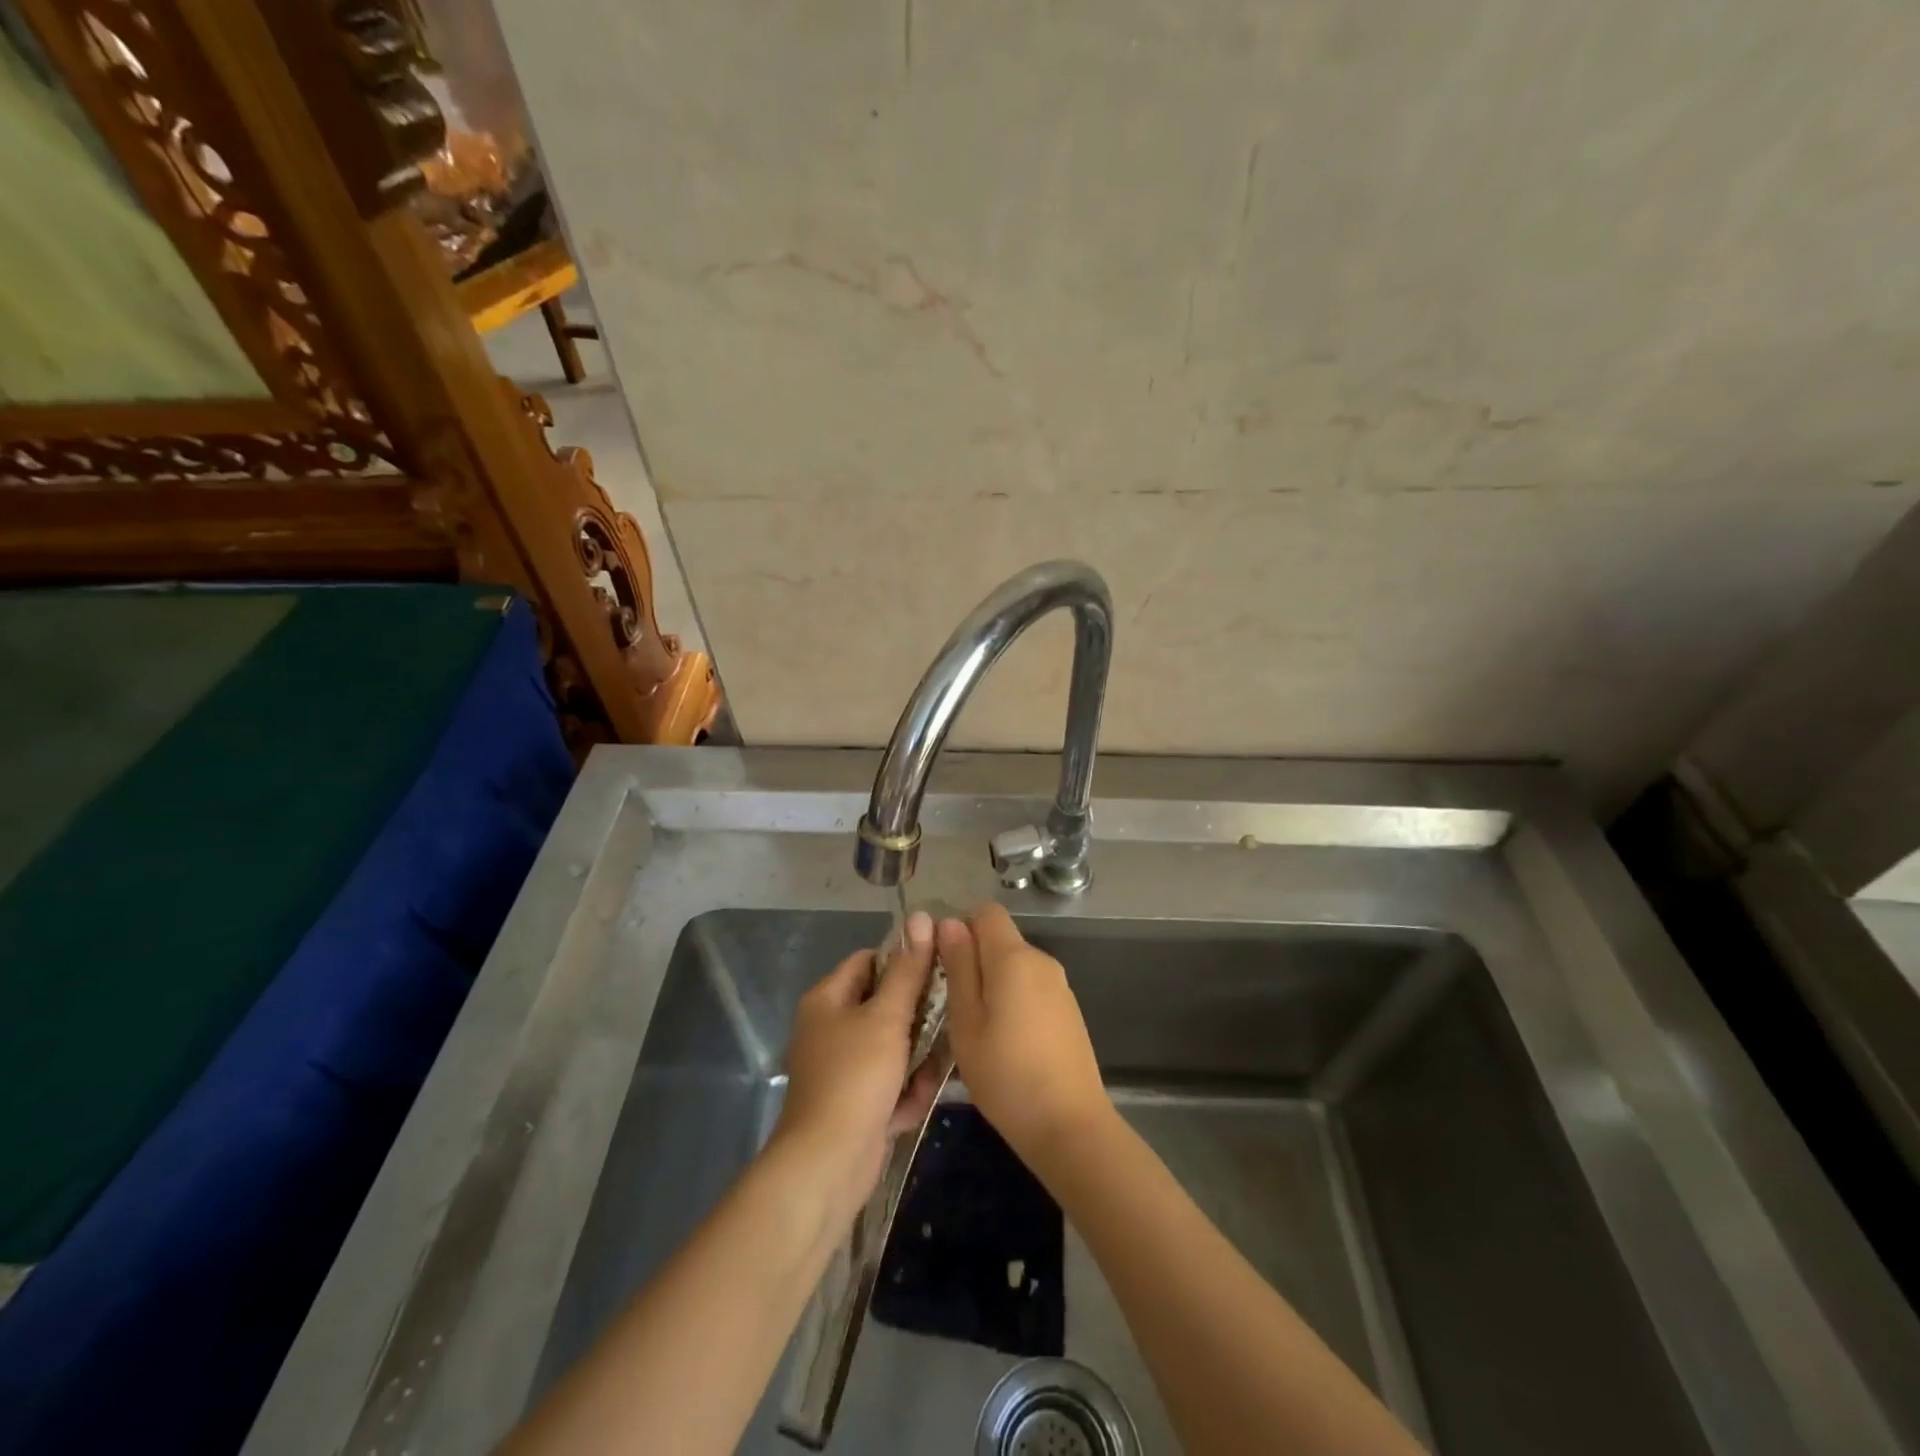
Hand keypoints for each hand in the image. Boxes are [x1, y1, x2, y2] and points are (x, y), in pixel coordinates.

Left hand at [771, 910, 943, 1220]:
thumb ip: (908, 970)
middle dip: (917, 1018)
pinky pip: (887, 1084)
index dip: (902, 960)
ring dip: (916, 1060)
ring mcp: (840, 1068)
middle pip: (883, 1006)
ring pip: (891, 1048)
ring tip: (932, 1072)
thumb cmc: (856, 1076)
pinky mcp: (853, 1103)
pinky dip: (903, 1093)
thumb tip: (921, 917)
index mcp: (827, 1000)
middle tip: (948, 1019)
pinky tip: (912, 1106)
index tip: (939, 968)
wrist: (827, 1163)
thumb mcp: (887, 1017)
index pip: (868, 961)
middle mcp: (830, 1029)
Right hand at [939, 904, 1112, 1168]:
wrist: (1070, 1126)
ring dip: (991, 983)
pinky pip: (1031, 988)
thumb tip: (950, 923)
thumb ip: (959, 967)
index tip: (943, 963)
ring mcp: (1059, 985)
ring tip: (974, 1029)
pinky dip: (1012, 1000)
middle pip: (1000, 939)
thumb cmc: (1006, 1075)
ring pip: (1014, 966)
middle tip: (950, 1003)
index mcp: (1014, 957)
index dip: (960, 927)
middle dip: (972, 959)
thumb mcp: (966, 1023)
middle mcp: (1041, 960)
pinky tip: (1004, 1042)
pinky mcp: (1068, 1010)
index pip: (986, 911)